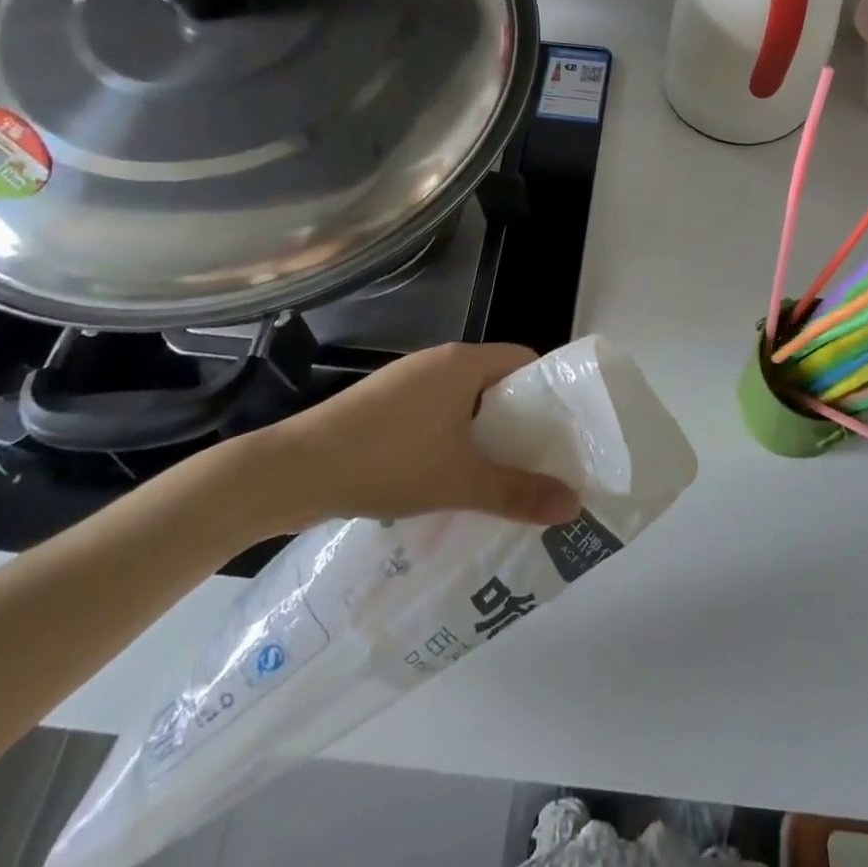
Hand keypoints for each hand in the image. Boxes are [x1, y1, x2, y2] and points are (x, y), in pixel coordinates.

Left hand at [218, 343, 580, 540]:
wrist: (294, 470)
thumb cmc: (388, 460)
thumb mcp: (461, 480)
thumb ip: (518, 492)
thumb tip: (572, 505)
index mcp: (463, 362)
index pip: (524, 361)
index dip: (548, 393)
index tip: (562, 432)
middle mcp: (437, 362)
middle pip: (495, 382)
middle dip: (518, 421)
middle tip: (538, 462)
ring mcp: (406, 383)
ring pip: (463, 402)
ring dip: (482, 434)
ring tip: (500, 477)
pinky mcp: (382, 406)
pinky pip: (434, 415)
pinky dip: (451, 440)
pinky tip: (449, 479)